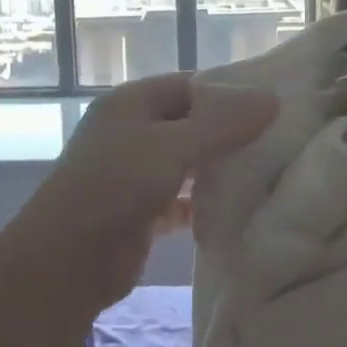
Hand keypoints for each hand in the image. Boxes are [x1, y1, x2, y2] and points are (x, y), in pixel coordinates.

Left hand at [12, 73, 276, 308]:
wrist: (67, 261)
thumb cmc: (116, 187)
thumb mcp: (172, 146)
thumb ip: (222, 123)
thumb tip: (271, 98)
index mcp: (131, 103)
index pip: (189, 85)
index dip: (229, 92)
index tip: (274, 106)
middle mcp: (131, 133)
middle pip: (189, 124)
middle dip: (229, 133)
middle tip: (279, 141)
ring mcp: (134, 174)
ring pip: (186, 163)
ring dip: (218, 169)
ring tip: (267, 173)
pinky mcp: (141, 212)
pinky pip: (180, 200)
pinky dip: (203, 204)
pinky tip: (236, 209)